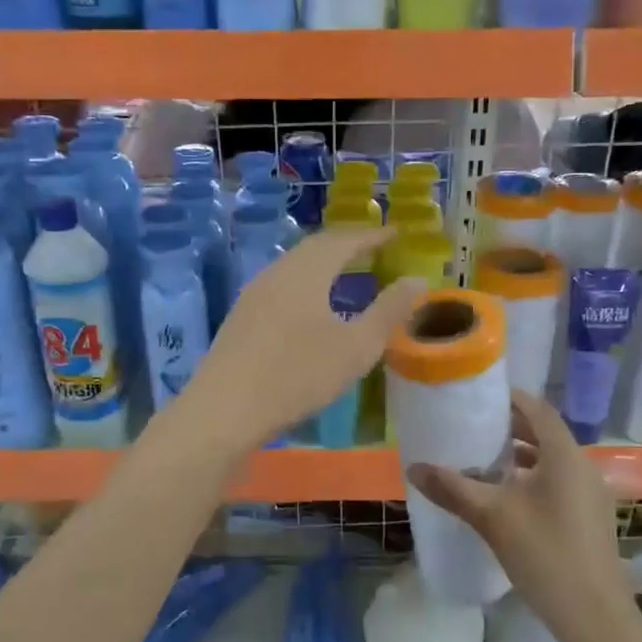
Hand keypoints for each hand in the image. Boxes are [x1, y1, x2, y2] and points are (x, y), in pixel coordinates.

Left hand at [182, 228, 424, 450]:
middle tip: (374, 248)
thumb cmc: (297, 374)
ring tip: (347, 272)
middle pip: (316, 247)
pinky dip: (306, 282)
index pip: (345, 239)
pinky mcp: (241, 316)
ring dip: (324, 263)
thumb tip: (417, 279)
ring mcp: (254, 293)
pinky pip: (282, 283)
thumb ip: (389, 311)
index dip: (373, 235)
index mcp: (307, 271)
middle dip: (348, 244)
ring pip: (296, 265)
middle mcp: (278, 271)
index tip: (396, 233)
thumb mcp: (356, 347)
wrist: (224, 409)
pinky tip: (312, 305)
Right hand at [407, 390, 630, 633]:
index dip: (510, 398)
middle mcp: (582, 466)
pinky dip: (532, 478)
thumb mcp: (492, 517)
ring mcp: (590, 494)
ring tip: (484, 461)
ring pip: (552, 461)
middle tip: (473, 427)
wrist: (594, 617)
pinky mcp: (590, 518)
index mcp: (564, 455)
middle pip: (545, 434)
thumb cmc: (544, 554)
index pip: (538, 409)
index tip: (479, 395)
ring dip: (521, 456)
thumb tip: (414, 467)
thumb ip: (453, 488)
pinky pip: (558, 483)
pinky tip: (506, 498)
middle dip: (510, 428)